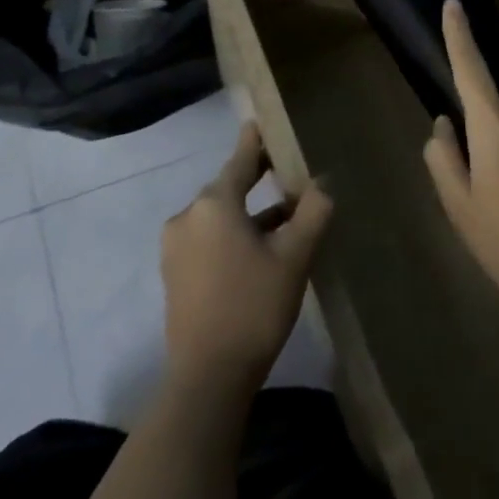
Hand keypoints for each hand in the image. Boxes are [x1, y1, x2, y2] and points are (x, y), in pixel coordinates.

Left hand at [162, 122, 332, 398]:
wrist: (207, 377)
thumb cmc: (254, 306)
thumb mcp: (295, 256)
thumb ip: (313, 211)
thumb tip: (322, 183)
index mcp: (214, 204)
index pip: (241, 160)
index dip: (256, 141)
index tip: (263, 121)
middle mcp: (188, 217)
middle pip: (229, 187)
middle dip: (260, 180)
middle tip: (291, 171)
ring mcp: (177, 248)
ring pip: (221, 216)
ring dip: (252, 213)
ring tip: (288, 215)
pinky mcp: (176, 274)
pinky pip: (211, 238)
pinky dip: (236, 234)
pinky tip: (263, 248)